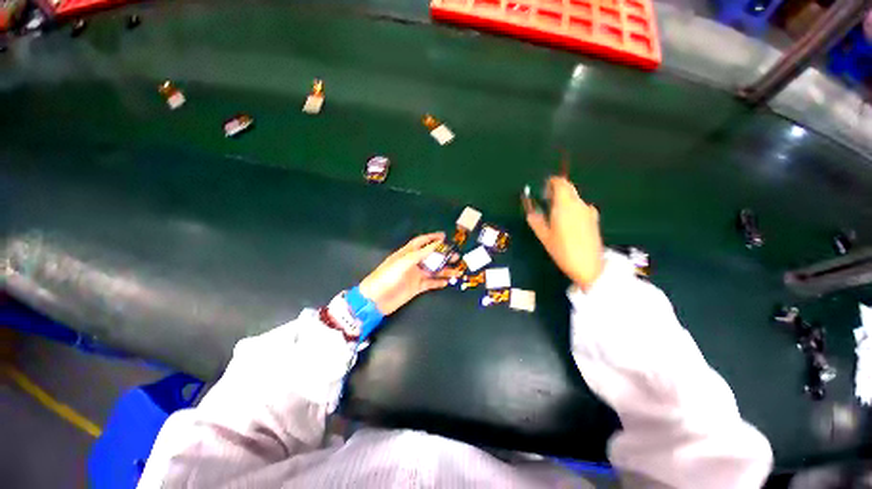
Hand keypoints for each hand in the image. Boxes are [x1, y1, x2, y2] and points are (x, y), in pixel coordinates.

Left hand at [359, 232, 459, 314]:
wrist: (376, 299)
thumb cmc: (387, 276)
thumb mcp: (404, 262)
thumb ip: (421, 253)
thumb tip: (436, 244)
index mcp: (407, 253)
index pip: (421, 242)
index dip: (432, 238)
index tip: (444, 237)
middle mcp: (413, 263)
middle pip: (431, 256)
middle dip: (443, 255)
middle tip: (456, 255)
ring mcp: (415, 275)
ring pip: (433, 271)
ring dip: (445, 270)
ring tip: (457, 271)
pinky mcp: (416, 287)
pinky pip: (430, 283)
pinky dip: (439, 282)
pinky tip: (447, 282)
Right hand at [524, 177, 603, 290]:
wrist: (589, 266)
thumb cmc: (562, 250)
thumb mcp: (544, 237)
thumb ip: (536, 221)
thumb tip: (530, 212)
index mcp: (564, 205)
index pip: (560, 183)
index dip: (551, 182)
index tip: (543, 188)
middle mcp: (578, 204)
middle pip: (569, 188)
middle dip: (557, 189)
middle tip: (546, 199)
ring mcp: (588, 211)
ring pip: (575, 197)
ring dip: (564, 199)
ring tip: (555, 213)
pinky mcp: (594, 219)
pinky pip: (581, 206)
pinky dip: (572, 207)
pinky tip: (568, 221)